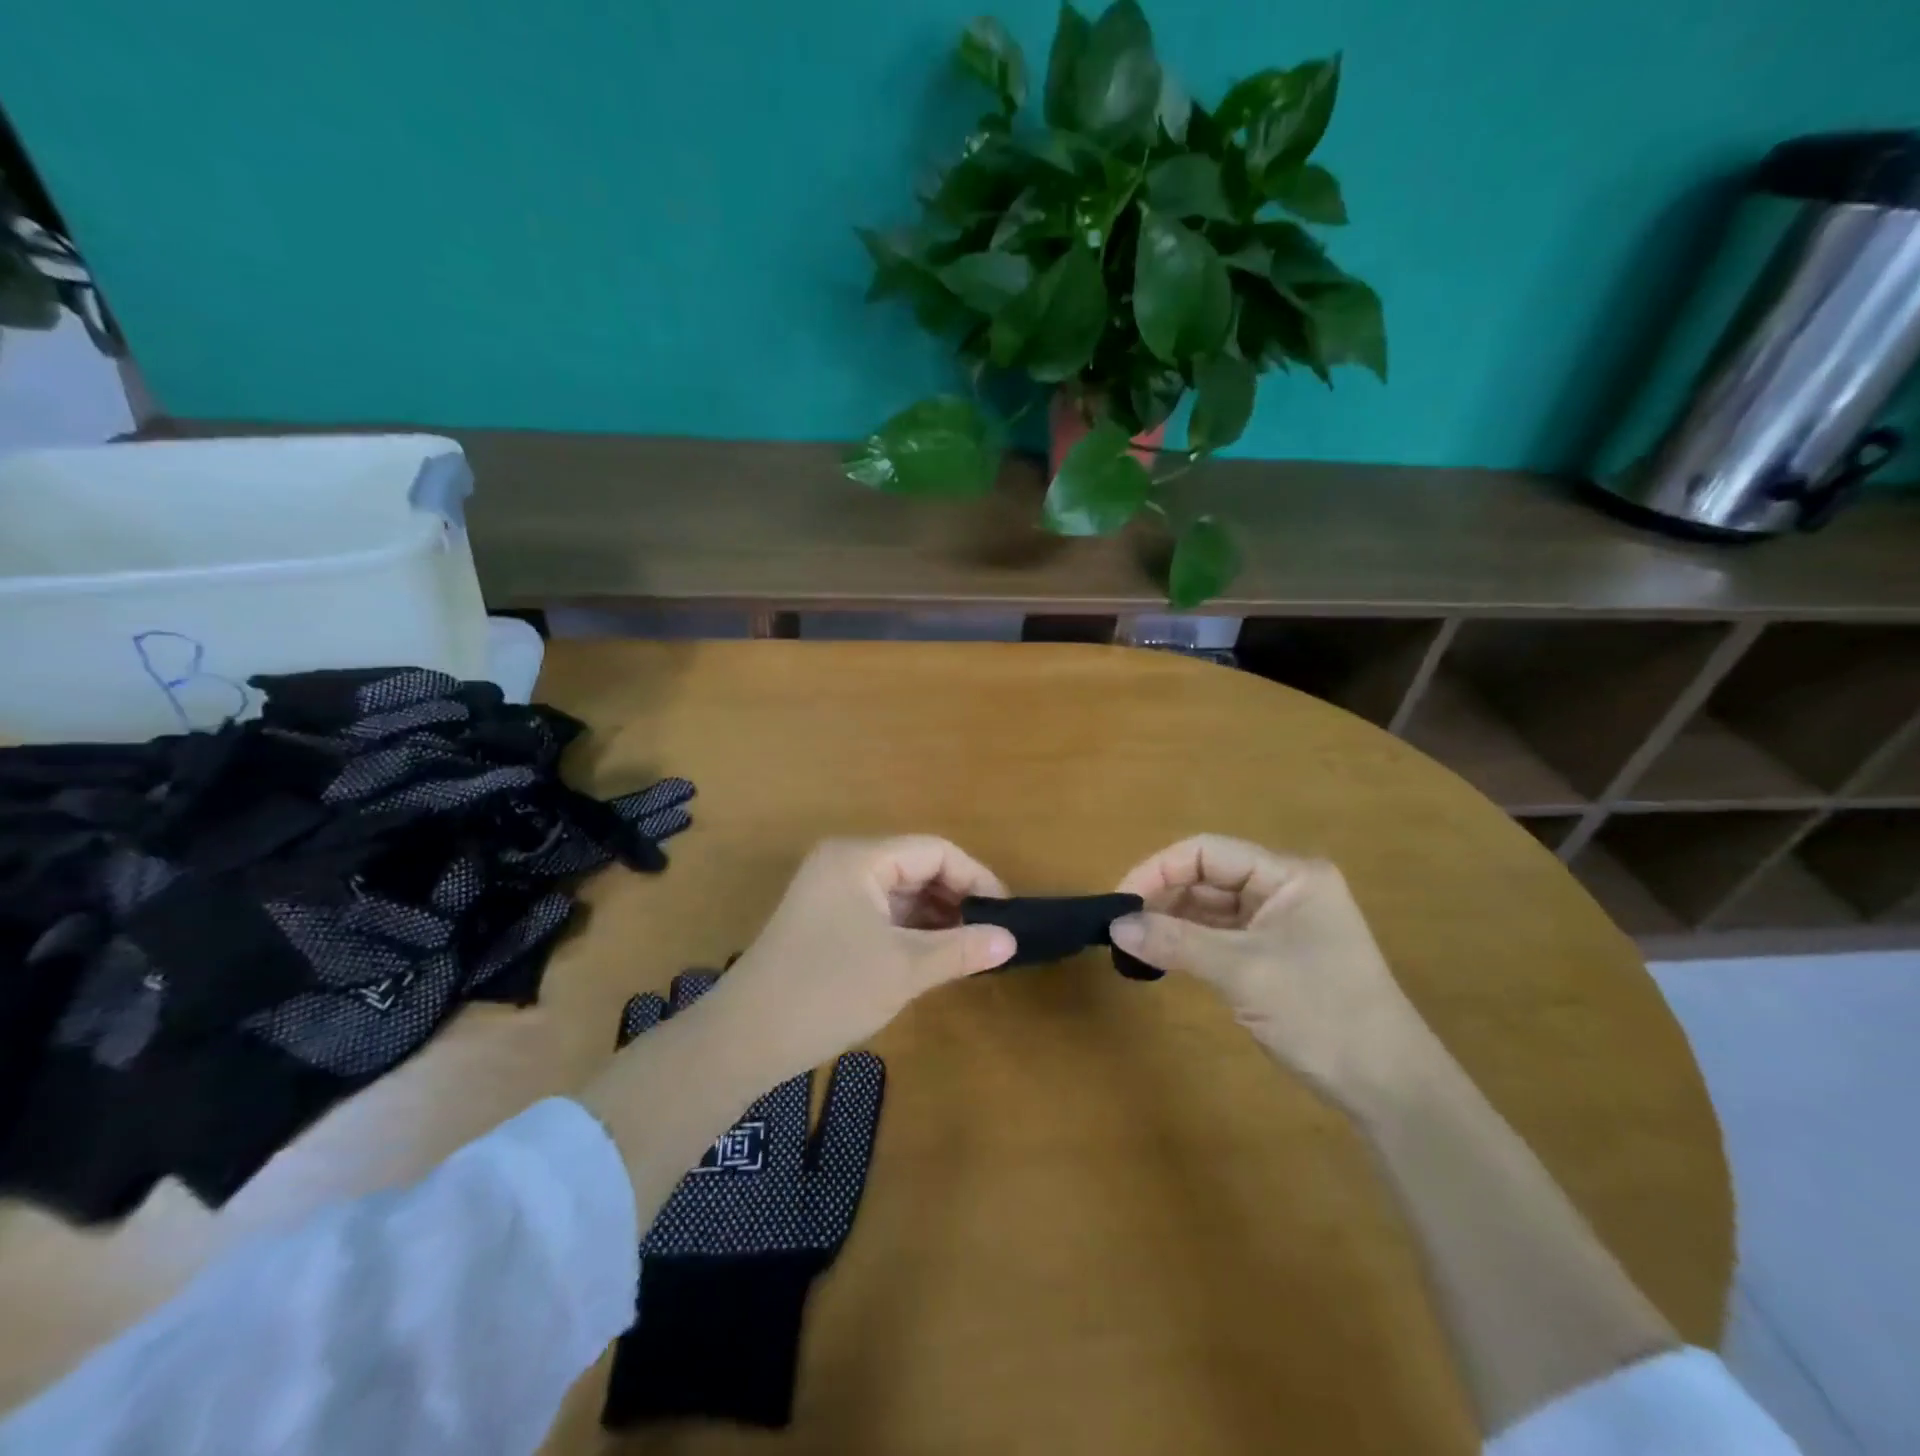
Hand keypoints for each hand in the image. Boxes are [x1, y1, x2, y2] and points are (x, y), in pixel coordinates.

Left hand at [694, 837, 1016, 1084]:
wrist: (744, 1039)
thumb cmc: (828, 992)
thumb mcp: (904, 970)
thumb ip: (961, 949)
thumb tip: (1011, 940)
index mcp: (859, 858)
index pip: (934, 851)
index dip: (975, 877)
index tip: (1006, 913)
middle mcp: (843, 863)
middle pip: (915, 867)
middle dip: (955, 898)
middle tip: (989, 936)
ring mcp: (828, 890)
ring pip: (897, 891)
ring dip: (933, 916)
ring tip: (967, 949)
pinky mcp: (821, 918)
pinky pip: (877, 911)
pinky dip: (907, 929)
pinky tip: (930, 956)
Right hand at [1109, 835, 1435, 1109]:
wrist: (1389, 1088)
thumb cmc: (1323, 1013)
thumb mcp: (1244, 972)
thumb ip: (1176, 943)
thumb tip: (1115, 926)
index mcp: (1289, 875)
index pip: (1208, 852)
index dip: (1159, 869)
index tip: (1121, 901)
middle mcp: (1284, 889)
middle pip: (1207, 877)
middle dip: (1162, 897)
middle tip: (1121, 927)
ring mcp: (1279, 924)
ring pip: (1210, 908)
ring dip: (1171, 922)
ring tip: (1132, 944)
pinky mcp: (1273, 956)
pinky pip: (1219, 936)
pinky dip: (1188, 944)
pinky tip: (1160, 958)